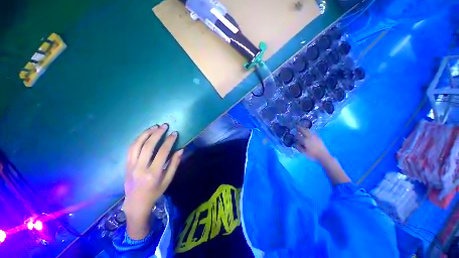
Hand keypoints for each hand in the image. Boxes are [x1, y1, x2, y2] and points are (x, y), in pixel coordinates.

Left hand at [123, 123, 182, 239]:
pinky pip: (130, 148)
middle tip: (164, 125)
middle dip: (157, 133)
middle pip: (148, 146)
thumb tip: (181, 150)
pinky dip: (138, 139)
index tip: (174, 133)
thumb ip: (174, 164)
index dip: (169, 141)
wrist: (136, 202)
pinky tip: (144, 134)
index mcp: (153, 173)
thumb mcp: (168, 180)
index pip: (162, 152)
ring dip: (146, 133)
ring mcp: (131, 165)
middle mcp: (140, 168)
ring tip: (154, 127)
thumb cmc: (155, 191)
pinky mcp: (126, 164)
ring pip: (137, 145)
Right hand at [295, 127, 329, 160]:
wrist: (324, 156)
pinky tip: (308, 133)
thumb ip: (298, 147)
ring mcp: (314, 136)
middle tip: (296, 126)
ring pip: (308, 130)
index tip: (293, 134)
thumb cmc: (312, 155)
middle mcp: (309, 136)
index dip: (295, 135)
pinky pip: (312, 132)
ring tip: (302, 129)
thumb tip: (295, 143)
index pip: (298, 136)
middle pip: (303, 130)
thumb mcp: (303, 152)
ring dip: (304, 129)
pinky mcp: (318, 137)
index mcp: (304, 140)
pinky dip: (308, 131)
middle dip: (299, 128)